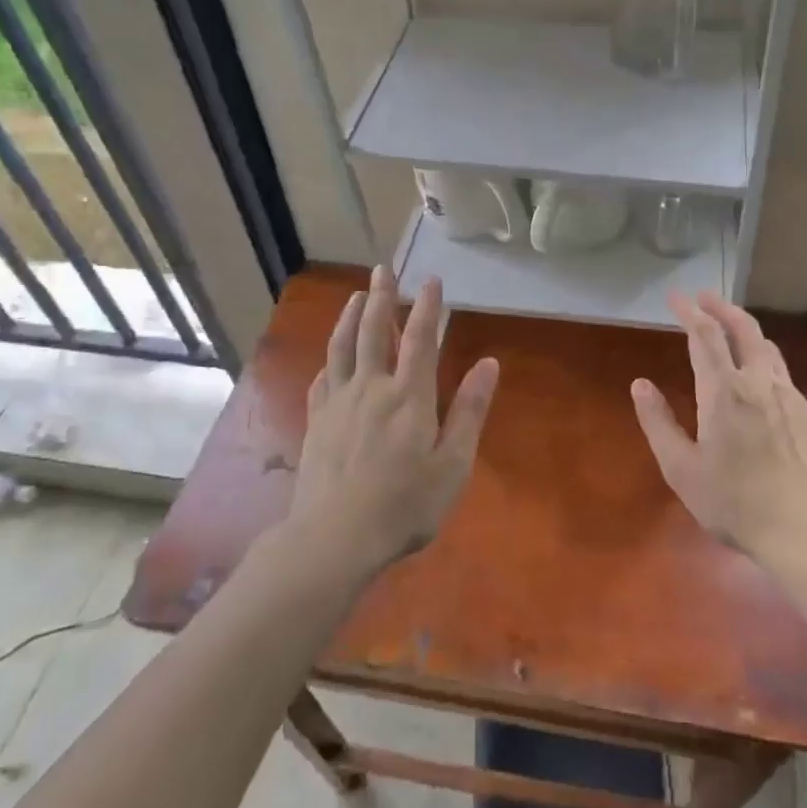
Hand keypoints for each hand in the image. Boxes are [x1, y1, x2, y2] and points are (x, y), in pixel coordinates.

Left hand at [289, 266, 499, 576]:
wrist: (334, 538)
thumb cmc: (404, 505)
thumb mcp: (452, 464)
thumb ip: (469, 411)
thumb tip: (489, 364)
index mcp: (409, 396)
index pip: (420, 339)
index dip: (427, 306)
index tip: (431, 280)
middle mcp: (371, 388)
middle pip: (374, 331)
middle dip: (381, 297)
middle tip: (384, 269)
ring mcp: (339, 404)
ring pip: (343, 347)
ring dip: (350, 317)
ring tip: (356, 295)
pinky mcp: (317, 422)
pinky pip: (323, 379)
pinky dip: (330, 359)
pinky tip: (331, 358)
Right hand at [632, 292, 806, 568]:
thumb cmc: (736, 504)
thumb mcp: (681, 470)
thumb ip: (658, 423)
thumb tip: (640, 384)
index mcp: (724, 391)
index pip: (705, 336)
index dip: (689, 312)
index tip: (676, 297)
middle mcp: (760, 383)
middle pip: (744, 329)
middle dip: (722, 307)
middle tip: (705, 298)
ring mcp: (791, 398)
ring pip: (768, 349)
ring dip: (746, 332)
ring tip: (732, 332)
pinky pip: (783, 377)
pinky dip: (764, 363)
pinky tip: (760, 384)